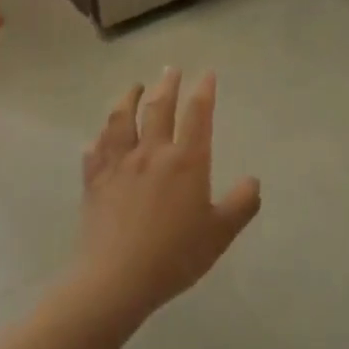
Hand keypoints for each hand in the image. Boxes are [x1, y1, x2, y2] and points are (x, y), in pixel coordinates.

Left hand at [72, 68, 260, 322]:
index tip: (208, 74)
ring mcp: (119, 164)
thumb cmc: (174, 256)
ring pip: (121, 119)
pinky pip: (96, 149)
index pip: (197, 114)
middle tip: (171, 69)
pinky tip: (102, 136)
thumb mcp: (220, 233)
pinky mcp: (94, 180)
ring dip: (128, 98)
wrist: (116, 279)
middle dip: (167, 84)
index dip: (204, 90)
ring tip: (134, 87)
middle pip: (158, 107)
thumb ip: (241, 204)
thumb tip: (253, 181)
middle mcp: (152, 152)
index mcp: (186, 161)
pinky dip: (101, 136)